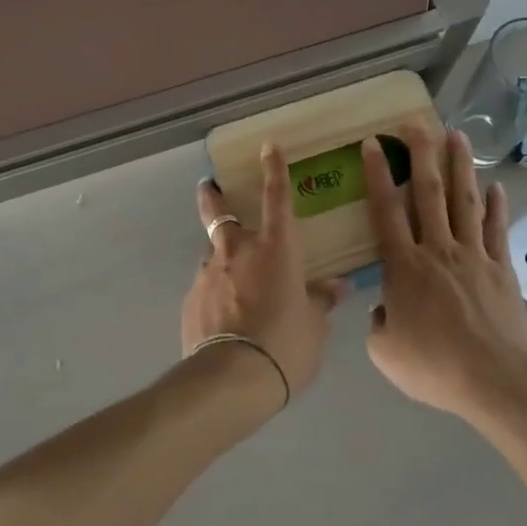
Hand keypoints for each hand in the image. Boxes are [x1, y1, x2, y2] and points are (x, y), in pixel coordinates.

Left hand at [183, 144, 346, 407]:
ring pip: (212, 253)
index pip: (277, 197)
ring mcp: (209, 274)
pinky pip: (206, 286)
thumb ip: (320, 301)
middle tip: (208, 187)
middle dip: (213, 197)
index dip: (274, 169)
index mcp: (276, 249)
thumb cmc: (285, 345)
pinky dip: (215, 291)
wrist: (231, 379)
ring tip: (231, 278)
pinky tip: (222, 315)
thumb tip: (335, 287)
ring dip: (220, 256)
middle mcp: (238, 252)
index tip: (267, 146)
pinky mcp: (191, 300)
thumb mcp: (314, 326)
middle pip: (220, 213)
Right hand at [361, 127, 526, 418]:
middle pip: (428, 193)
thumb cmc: (434, 366)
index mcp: (404, 266)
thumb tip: (385, 307)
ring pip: (465, 201)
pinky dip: (497, 206)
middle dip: (421, 154)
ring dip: (460, 166)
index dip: (378, 174)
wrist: (496, 380)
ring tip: (457, 135)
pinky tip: (496, 186)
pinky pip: (497, 230)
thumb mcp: (385, 351)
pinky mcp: (502, 269)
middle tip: (416, 123)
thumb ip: (378, 322)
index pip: (386, 210)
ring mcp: (474, 256)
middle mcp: (438, 250)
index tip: (374, 143)